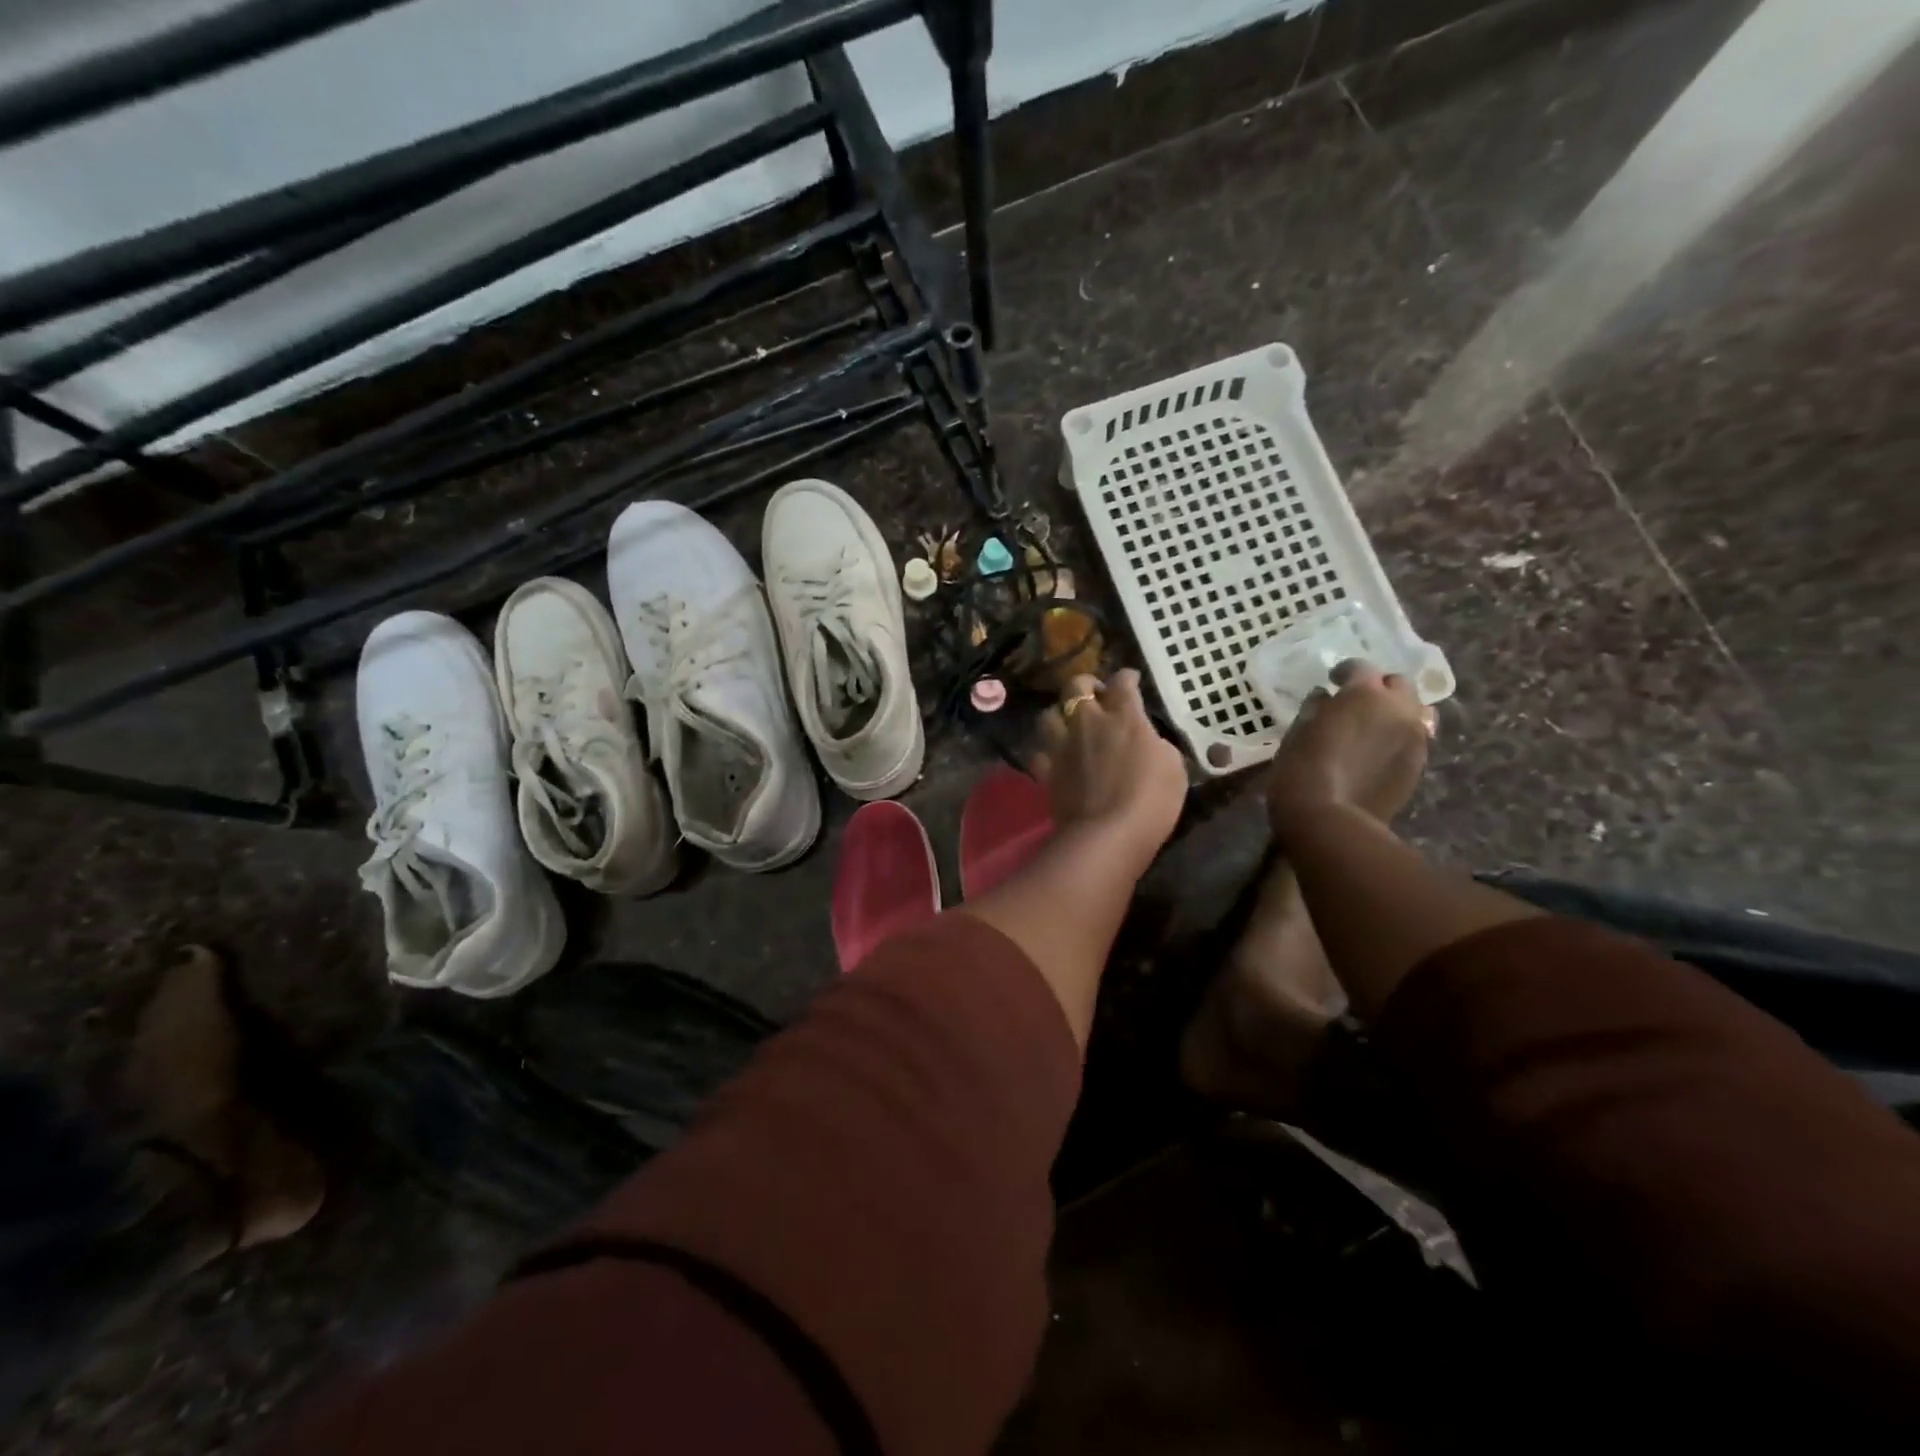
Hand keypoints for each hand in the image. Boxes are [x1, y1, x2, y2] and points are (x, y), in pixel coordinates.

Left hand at [1033, 669, 1187, 868]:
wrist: (1108, 834)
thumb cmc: (1151, 800)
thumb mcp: (1173, 766)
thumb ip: (1155, 744)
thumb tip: (1145, 740)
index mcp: (1124, 716)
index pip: (1123, 682)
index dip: (1127, 677)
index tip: (1131, 680)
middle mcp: (1088, 722)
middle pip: (1076, 686)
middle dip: (1085, 684)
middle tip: (1095, 695)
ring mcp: (1062, 745)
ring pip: (1049, 714)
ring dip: (1059, 715)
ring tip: (1068, 724)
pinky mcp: (1046, 771)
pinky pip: (1039, 752)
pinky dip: (1046, 752)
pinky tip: (1054, 757)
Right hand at [1266, 659, 1433, 829]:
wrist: (1330, 820)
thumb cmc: (1302, 770)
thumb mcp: (1298, 732)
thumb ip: (1316, 707)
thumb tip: (1327, 697)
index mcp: (1364, 694)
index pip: (1361, 668)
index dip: (1345, 672)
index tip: (1332, 682)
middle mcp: (1398, 708)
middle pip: (1399, 684)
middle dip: (1379, 688)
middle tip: (1357, 703)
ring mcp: (1414, 736)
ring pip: (1416, 710)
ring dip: (1397, 710)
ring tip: (1376, 725)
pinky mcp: (1419, 763)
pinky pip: (1416, 736)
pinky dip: (1401, 734)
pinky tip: (1380, 749)